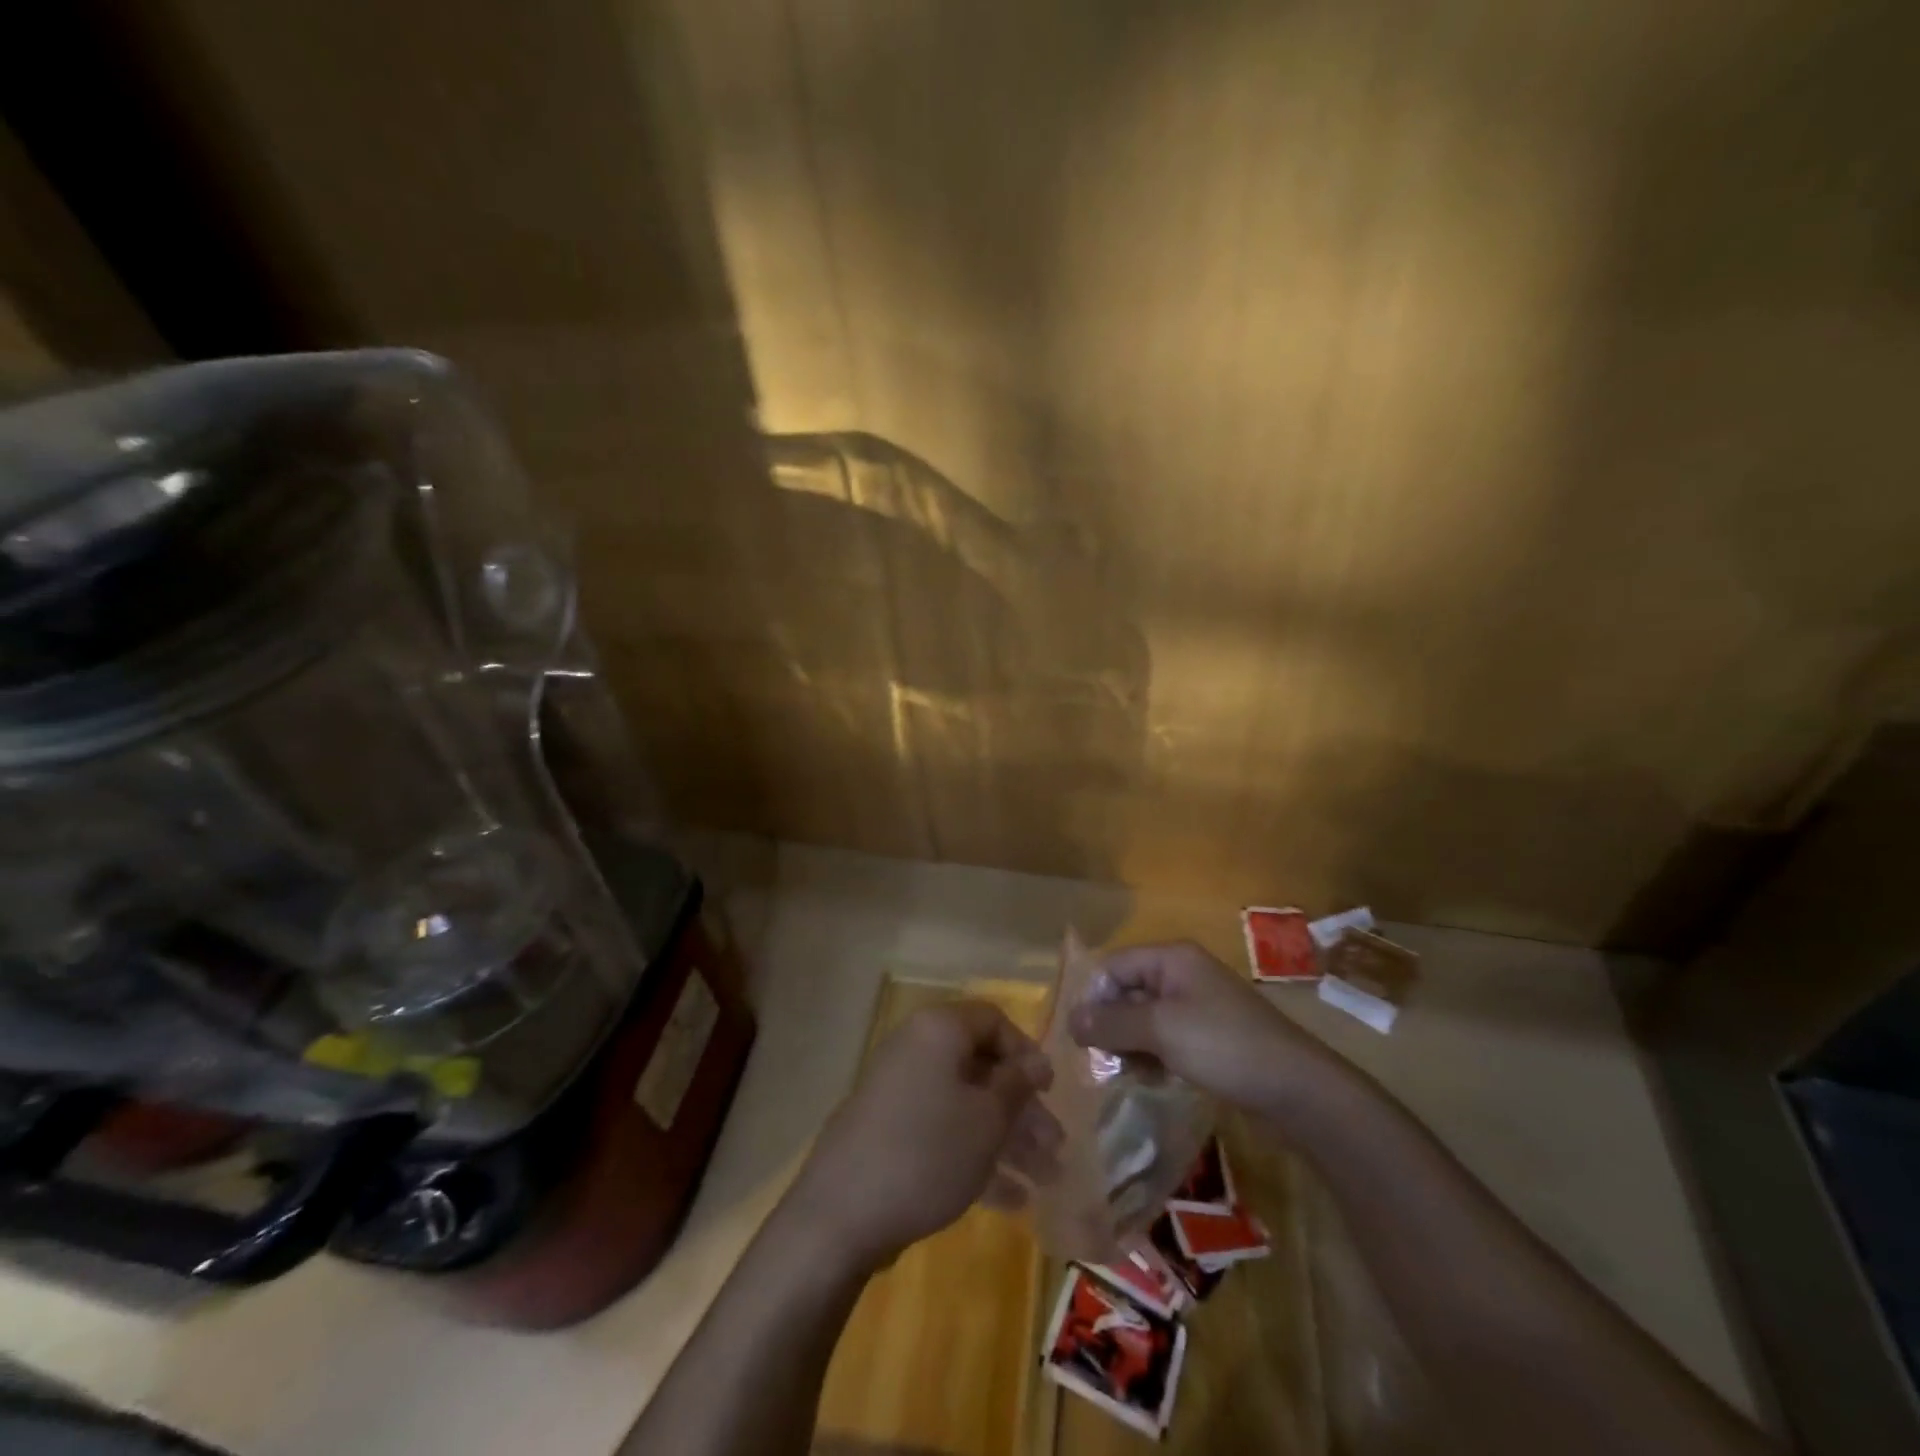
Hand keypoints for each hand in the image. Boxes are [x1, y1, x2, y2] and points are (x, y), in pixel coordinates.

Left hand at [789, 1001, 1062, 1270]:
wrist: (841, 1213)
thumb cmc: (927, 1150)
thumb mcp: (986, 1118)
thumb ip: (1017, 1085)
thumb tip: (1036, 1062)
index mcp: (939, 1030)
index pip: (992, 1019)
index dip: (1026, 1051)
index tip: (1049, 1091)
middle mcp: (917, 1050)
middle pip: (982, 1068)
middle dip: (1023, 1108)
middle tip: (1056, 1146)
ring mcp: (900, 1093)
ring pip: (966, 1105)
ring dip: (1008, 1139)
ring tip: (1047, 1180)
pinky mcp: (891, 1133)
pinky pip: (943, 1132)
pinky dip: (975, 1157)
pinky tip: (1012, 1200)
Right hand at [1068, 941, 1349, 1122]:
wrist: (1296, 1087)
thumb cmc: (1223, 1045)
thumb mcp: (1161, 1030)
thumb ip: (1112, 1023)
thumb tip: (1070, 1019)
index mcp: (1172, 958)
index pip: (1114, 965)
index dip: (1093, 997)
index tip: (1079, 1037)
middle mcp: (1182, 973)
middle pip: (1128, 991)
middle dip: (1111, 1024)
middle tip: (1100, 1061)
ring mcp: (1198, 1004)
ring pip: (1145, 1018)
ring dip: (1129, 1044)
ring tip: (1123, 1075)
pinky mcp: (1209, 1034)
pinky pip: (1166, 1037)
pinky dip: (1152, 1055)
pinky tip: (1149, 1079)